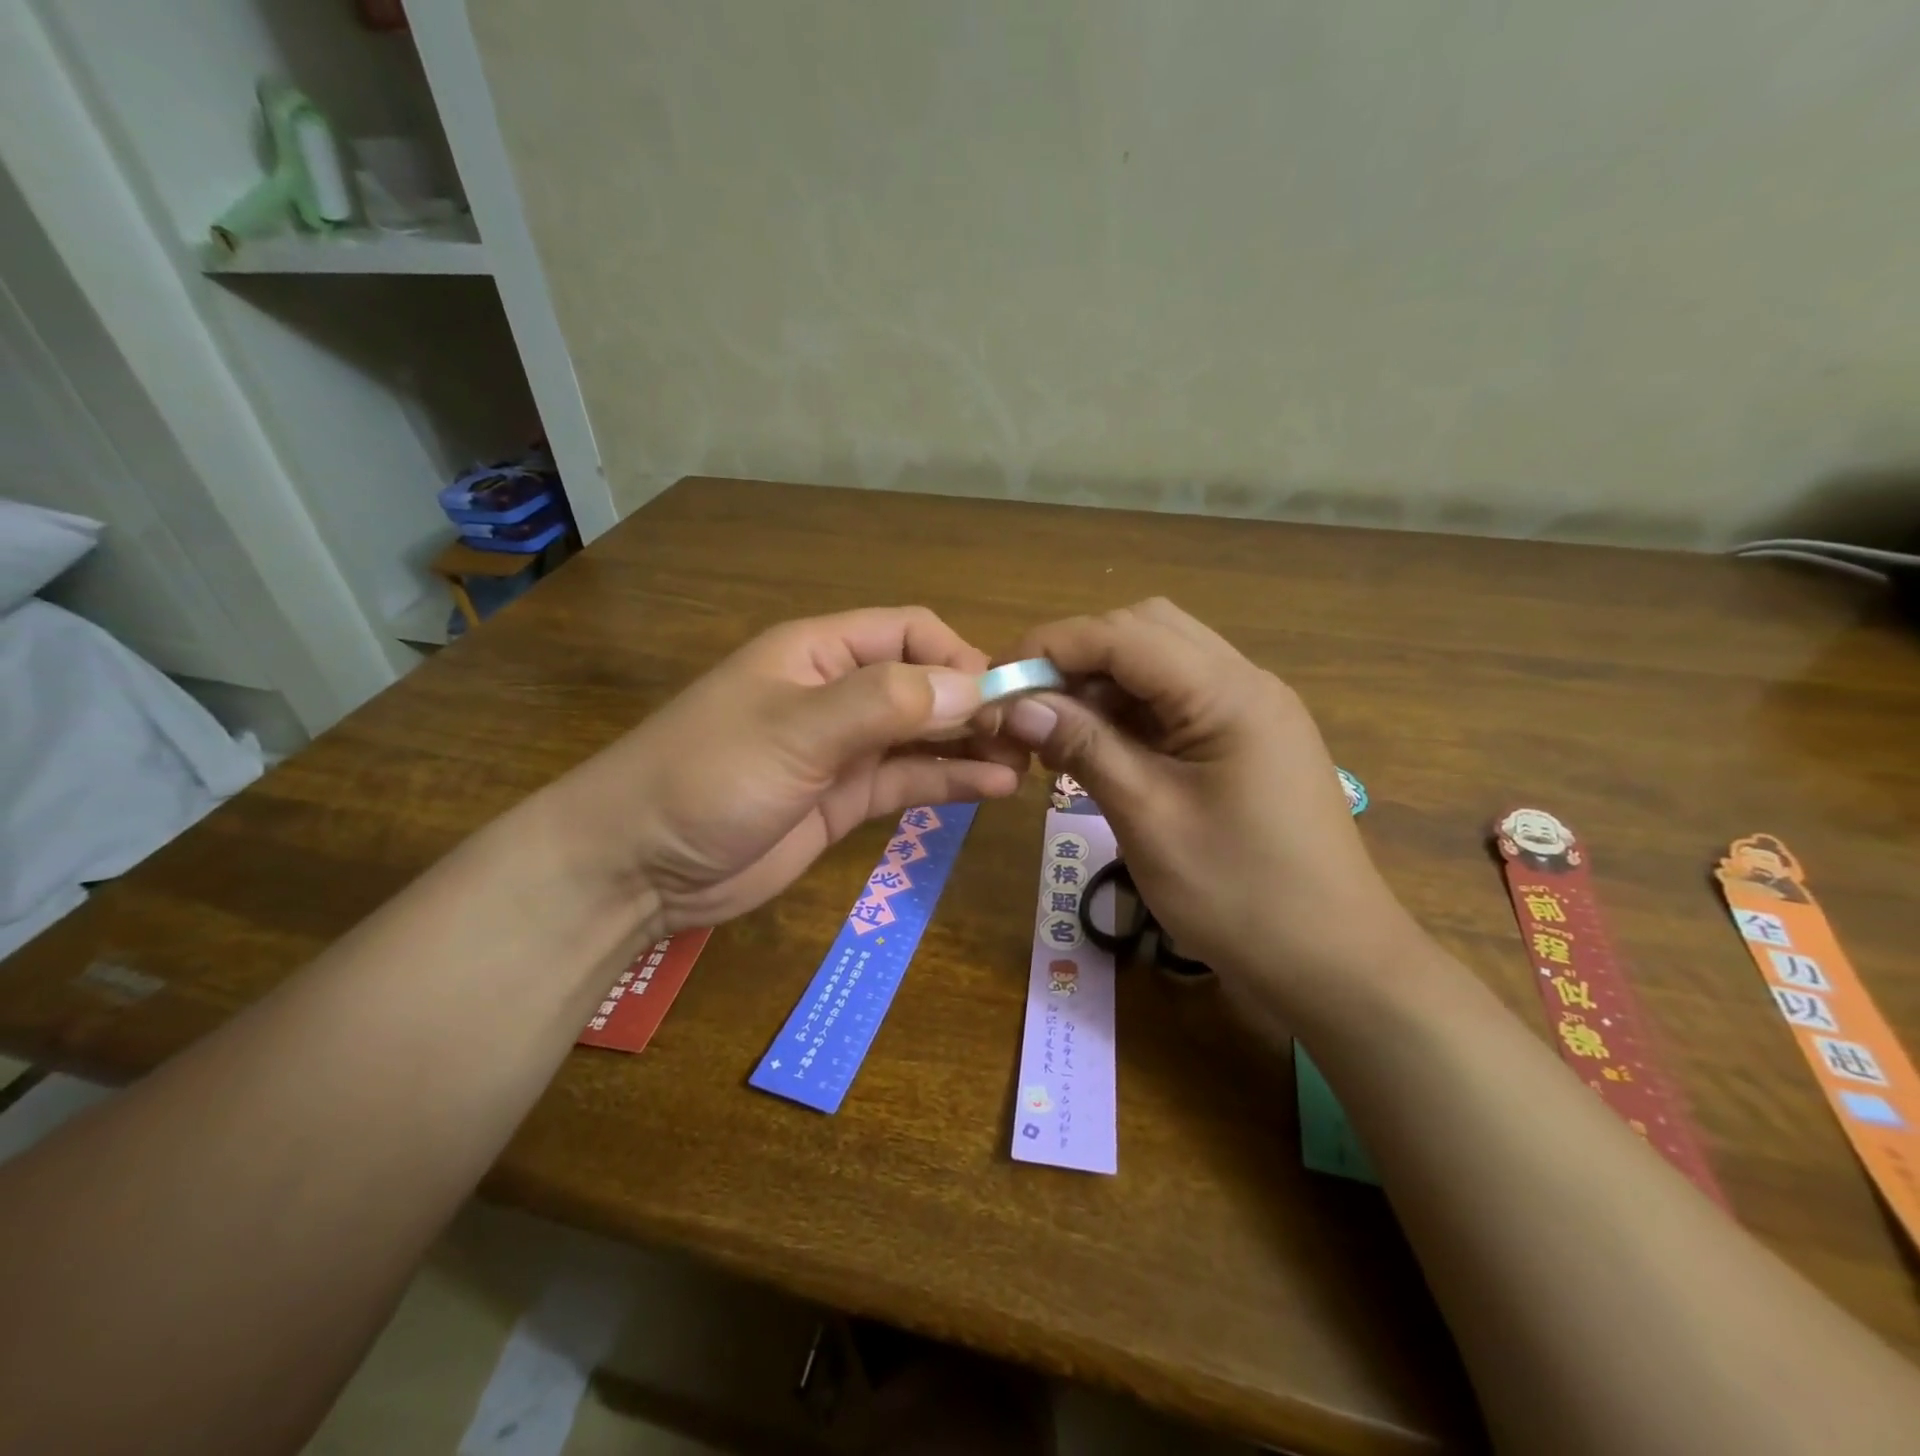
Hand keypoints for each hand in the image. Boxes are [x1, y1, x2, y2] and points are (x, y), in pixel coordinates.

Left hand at [539, 607, 1027, 933]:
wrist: (638, 865)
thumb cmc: (709, 777)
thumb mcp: (796, 730)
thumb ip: (885, 703)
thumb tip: (974, 684)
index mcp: (819, 652)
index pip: (910, 633)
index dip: (961, 656)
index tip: (1005, 695)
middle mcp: (837, 693)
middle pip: (924, 683)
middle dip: (977, 702)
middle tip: (1031, 736)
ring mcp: (842, 750)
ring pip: (923, 735)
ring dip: (972, 743)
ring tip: (1027, 762)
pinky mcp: (844, 800)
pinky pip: (908, 780)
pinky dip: (950, 780)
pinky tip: (994, 787)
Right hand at [1000, 598, 1417, 1015]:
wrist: (1332, 963)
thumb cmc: (1239, 895)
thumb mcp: (1148, 817)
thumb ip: (1084, 747)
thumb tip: (1016, 704)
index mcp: (1228, 693)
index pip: (1124, 634)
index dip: (1053, 646)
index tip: (999, 682)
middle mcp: (1244, 683)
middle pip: (1145, 632)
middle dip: (1078, 658)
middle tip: (1030, 708)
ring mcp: (1249, 711)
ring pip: (1159, 664)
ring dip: (1101, 686)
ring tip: (1054, 735)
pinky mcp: (1245, 740)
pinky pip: (1175, 702)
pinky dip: (1128, 714)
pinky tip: (1096, 751)